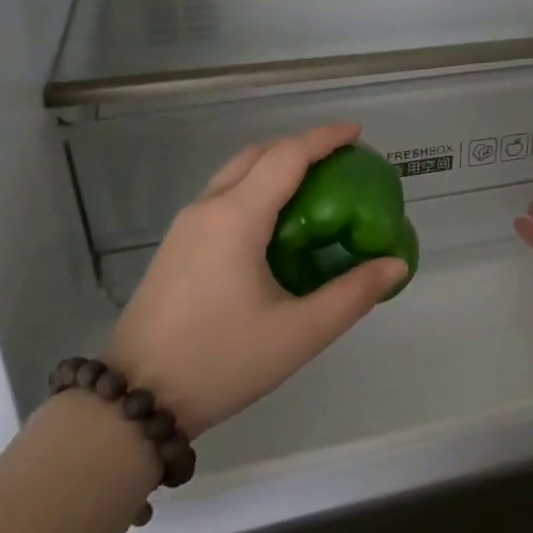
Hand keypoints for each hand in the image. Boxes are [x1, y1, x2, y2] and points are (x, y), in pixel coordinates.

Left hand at [105, 125, 408, 437]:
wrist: (136, 398)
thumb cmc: (222, 361)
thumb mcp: (299, 333)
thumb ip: (352, 295)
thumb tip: (395, 265)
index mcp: (237, 218)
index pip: (287, 156)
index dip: (324, 138)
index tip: (357, 133)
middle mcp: (208, 208)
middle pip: (258, 154)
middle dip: (300, 147)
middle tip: (339, 163)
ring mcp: (186, 225)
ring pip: (235, 173)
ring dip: (274, 166)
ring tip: (312, 187)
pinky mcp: (176, 246)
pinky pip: (221, 196)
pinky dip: (254, 188)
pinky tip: (274, 223)